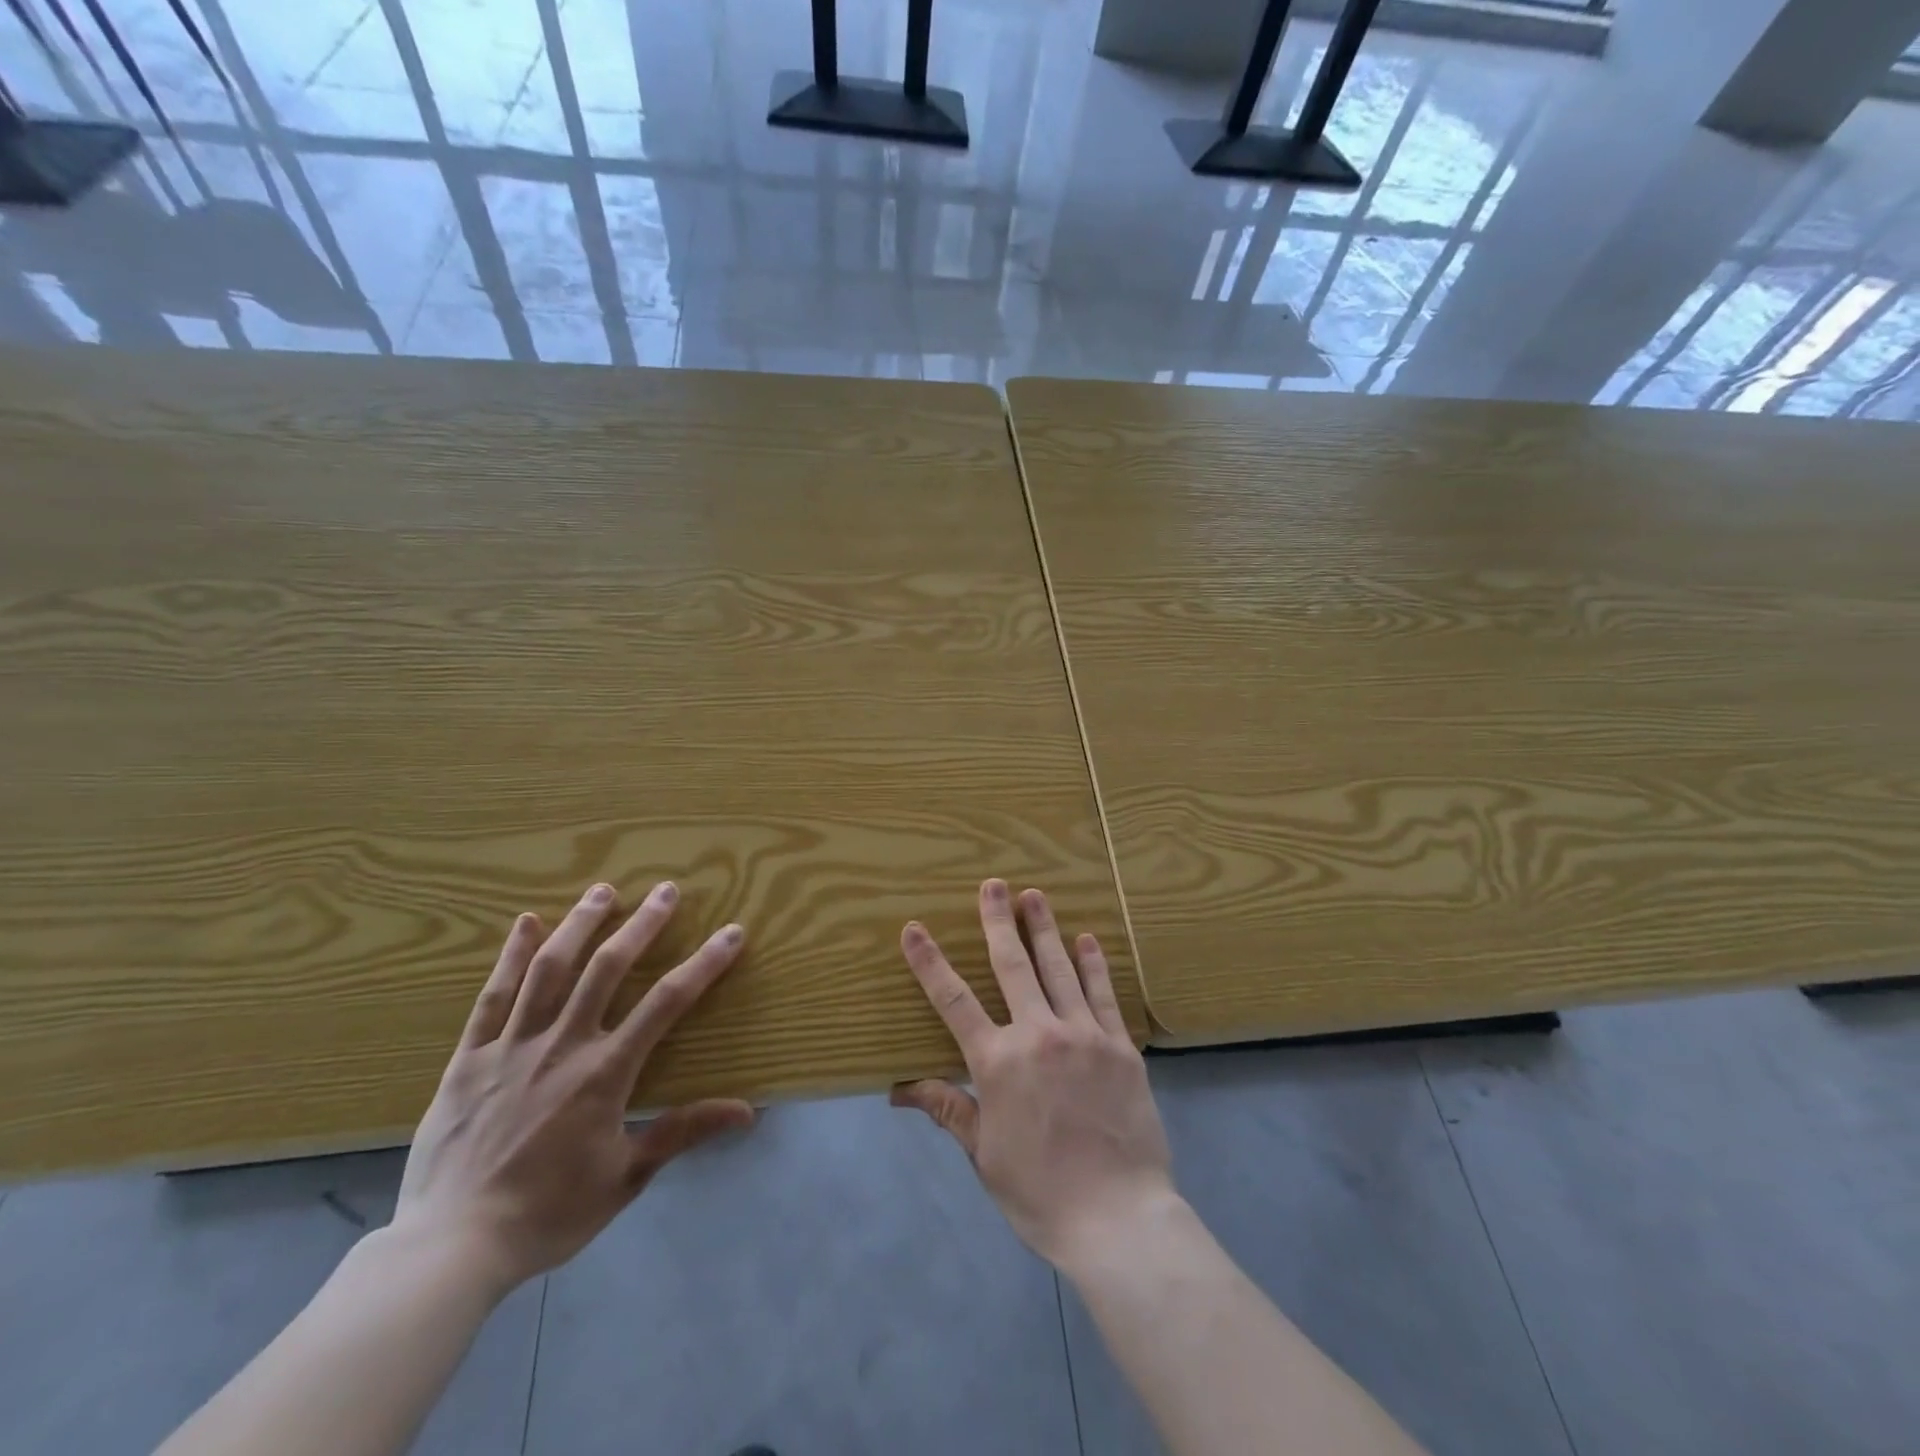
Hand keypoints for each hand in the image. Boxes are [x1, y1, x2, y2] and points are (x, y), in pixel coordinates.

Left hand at [394, 881, 754, 1293]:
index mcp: (604, 1073)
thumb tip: (747, 1111)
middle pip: (607, 969)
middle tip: (666, 890)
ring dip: (580, 925)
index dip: (704, 964)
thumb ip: (682, 1132)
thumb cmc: (547, 1214)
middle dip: (642, 925)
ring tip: (604, 890)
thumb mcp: (626, 1178)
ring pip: (550, 970)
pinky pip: (492, 997)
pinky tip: (525, 924)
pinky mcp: (469, 1058)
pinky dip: (511, 957)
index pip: (667, 1003)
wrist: (450, 1250)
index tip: (731, 933)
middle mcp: (562, 1045)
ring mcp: (511, 1047)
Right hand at [891, 879, 1173, 1267]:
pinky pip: (1103, 995)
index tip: (914, 929)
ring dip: (1044, 928)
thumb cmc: (1040, 1192)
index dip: (930, 962)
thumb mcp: (984, 1155)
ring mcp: (1083, 1035)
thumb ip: (949, 1109)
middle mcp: (1038, 1035)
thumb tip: (900, 1089)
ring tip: (1035, 894)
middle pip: (1012, 966)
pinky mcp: (1120, 1046)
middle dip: (998, 921)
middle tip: (993, 884)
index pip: (953, 1001)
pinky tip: (1087, 939)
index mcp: (997, 1062)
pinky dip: (1093, 964)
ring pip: (1059, 969)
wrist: (1118, 1218)